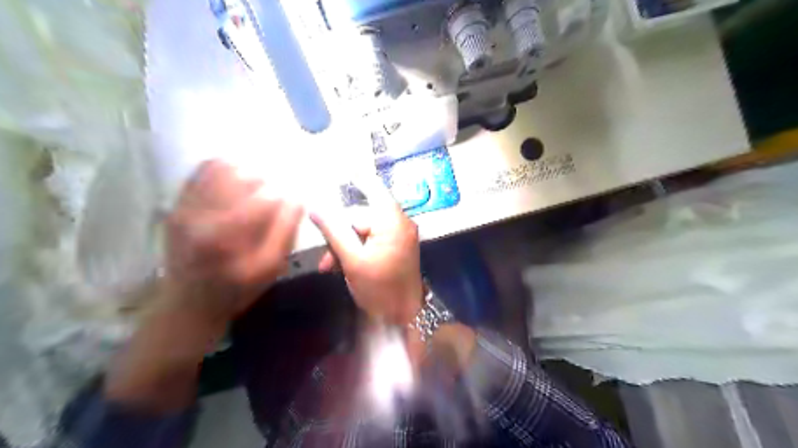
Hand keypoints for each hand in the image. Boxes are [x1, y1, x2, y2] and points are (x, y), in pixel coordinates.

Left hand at [161, 159, 302, 325]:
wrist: (189, 302)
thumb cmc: (237, 289)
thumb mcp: (269, 269)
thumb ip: (285, 232)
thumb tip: (297, 199)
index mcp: (226, 236)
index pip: (264, 197)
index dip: (284, 194)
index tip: (293, 197)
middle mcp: (201, 215)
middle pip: (241, 176)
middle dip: (266, 179)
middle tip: (278, 187)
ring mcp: (185, 207)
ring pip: (220, 168)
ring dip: (246, 169)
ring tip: (260, 180)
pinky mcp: (177, 205)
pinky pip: (201, 172)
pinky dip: (223, 166)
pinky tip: (238, 174)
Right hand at [310, 176, 422, 326]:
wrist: (405, 317)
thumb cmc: (380, 289)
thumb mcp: (353, 260)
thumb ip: (334, 231)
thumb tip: (315, 207)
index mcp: (392, 221)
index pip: (372, 188)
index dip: (355, 177)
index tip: (341, 165)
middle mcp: (399, 223)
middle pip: (362, 216)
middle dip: (340, 235)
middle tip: (325, 259)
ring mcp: (400, 235)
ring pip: (364, 230)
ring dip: (345, 246)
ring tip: (330, 268)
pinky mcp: (397, 247)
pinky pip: (373, 240)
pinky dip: (358, 250)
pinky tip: (343, 266)